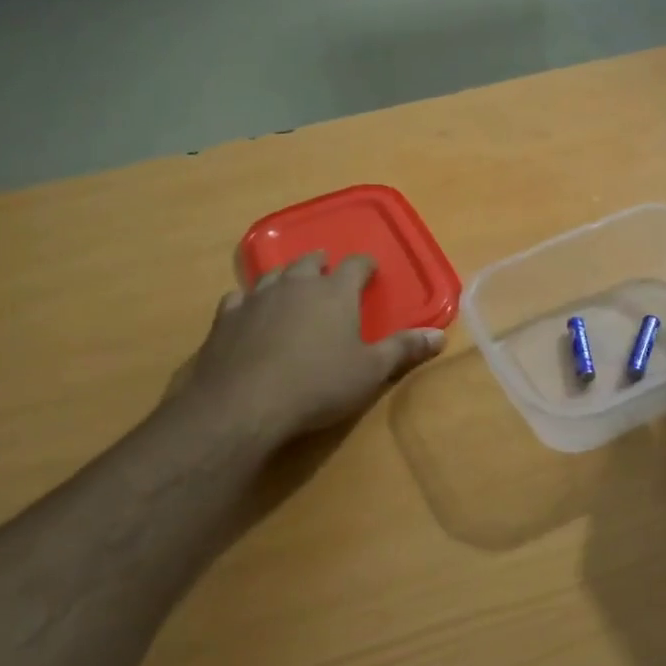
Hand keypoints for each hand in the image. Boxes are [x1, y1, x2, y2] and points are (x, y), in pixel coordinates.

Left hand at [179, 252, 444, 445]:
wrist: (244, 403)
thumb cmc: (318, 385)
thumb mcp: (370, 371)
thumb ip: (403, 350)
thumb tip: (439, 336)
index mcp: (335, 291)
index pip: (355, 265)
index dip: (365, 266)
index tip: (370, 270)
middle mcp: (296, 284)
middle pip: (310, 261)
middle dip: (322, 265)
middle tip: (328, 273)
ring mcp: (257, 297)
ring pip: (274, 274)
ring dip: (287, 277)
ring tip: (292, 285)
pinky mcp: (226, 317)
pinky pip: (239, 298)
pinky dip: (249, 301)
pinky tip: (248, 311)